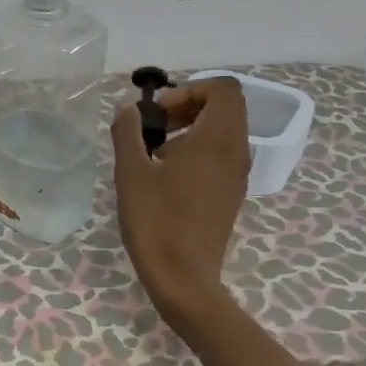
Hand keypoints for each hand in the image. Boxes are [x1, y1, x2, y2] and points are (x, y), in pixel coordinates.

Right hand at [111, 76, 250, 336]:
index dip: (188, 89)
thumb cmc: (155, 220)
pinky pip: (220, 157)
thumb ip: (128, 132)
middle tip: (152, 128)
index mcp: (217, 139)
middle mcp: (236, 152)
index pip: (221, 88)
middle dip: (187, 107)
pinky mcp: (231, 195)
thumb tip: (129, 110)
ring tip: (153, 155)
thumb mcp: (131, 172)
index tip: (157, 112)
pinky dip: (196, 153)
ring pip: (222, 133)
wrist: (183, 277)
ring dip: (190, 131)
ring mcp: (237, 176)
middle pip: (224, 108)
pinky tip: (165, 180)